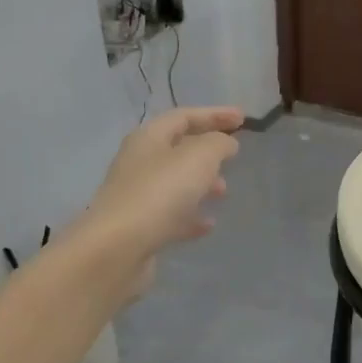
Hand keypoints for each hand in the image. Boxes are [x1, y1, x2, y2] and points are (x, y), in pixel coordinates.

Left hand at [81, 107, 243, 295]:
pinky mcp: (140, 227)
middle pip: (177, 149)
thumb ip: (217, 144)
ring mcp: (137, 196)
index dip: (214, 114)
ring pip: (175, 183)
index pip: (183, 116)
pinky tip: (208, 224)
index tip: (244, 119)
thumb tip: (226, 143)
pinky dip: (191, 216)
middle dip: (207, 151)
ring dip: (201, 184)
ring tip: (224, 192)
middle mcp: (139, 163)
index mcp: (148, 138)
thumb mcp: (198, 158)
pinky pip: (171, 215)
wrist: (118, 248)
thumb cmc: (160, 193)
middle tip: (233, 157)